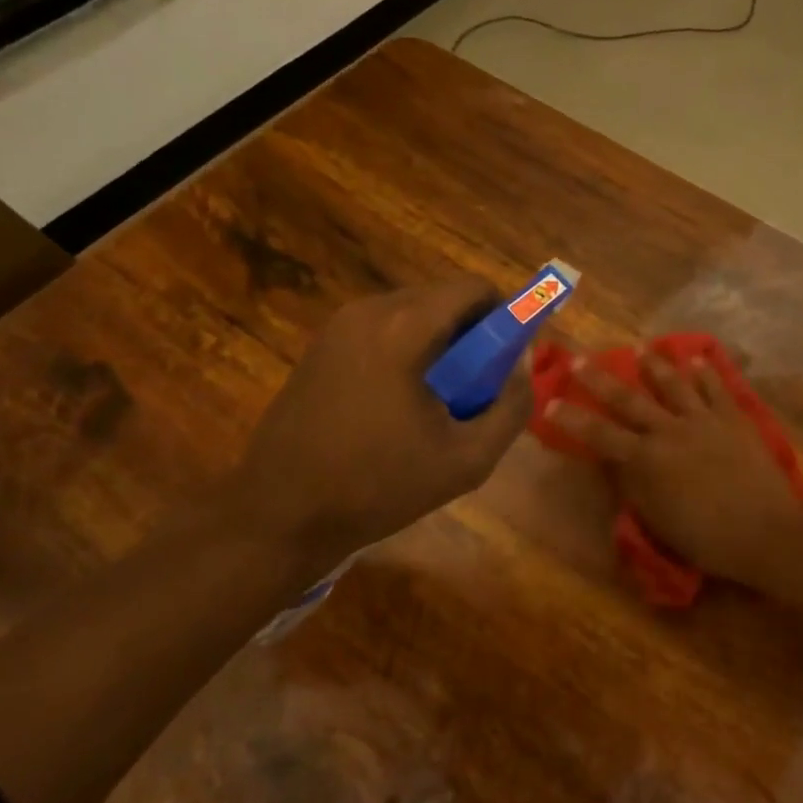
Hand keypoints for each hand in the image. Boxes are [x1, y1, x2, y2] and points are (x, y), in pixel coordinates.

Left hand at [231, 277, 531, 563]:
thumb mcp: (468, 459)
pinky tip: (398, 407)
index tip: (510, 358)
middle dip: (472, 334)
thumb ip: (510, 406)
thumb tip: (521, 366)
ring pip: (411, 315)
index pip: (473, 288)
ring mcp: (337, 327)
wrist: (280, 514)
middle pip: (442, 299)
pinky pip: (382, 332)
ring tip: (438, 404)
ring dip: (439, 345)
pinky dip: (406, 353)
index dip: (505, 315)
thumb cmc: (379, 486)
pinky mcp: (319, 347)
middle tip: (477, 388)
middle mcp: (368, 311)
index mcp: (404, 328)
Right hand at [549, 352, 802, 585]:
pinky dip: (705, 372)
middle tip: (580, 359)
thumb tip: (614, 463)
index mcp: (647, 460)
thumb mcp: (657, 520)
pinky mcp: (734, 418)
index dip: (572, 419)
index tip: (550, 402)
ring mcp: (704, 420)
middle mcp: (670, 431)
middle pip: (629, 399)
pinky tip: (697, 359)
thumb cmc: (706, 538)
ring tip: (642, 348)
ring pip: (673, 384)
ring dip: (655, 365)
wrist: (765, 532)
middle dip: (601, 379)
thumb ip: (633, 486)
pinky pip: (716, 388)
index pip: (600, 434)